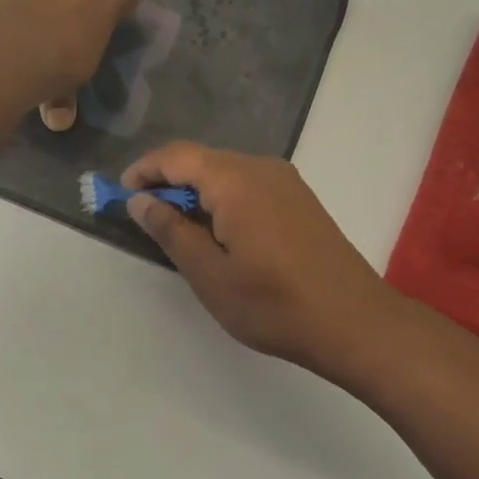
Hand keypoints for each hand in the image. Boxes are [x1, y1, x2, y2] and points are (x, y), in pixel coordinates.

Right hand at [122, 143, 397, 378]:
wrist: (355, 322)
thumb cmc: (275, 304)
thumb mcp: (210, 275)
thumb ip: (171, 231)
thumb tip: (141, 201)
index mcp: (235, 179)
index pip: (177, 155)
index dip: (144, 170)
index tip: (122, 195)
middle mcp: (261, 167)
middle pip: (202, 160)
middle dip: (169, 182)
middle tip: (147, 218)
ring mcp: (285, 181)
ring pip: (226, 172)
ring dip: (197, 192)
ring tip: (180, 231)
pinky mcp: (299, 198)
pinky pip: (249, 184)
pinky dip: (223, 199)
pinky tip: (221, 233)